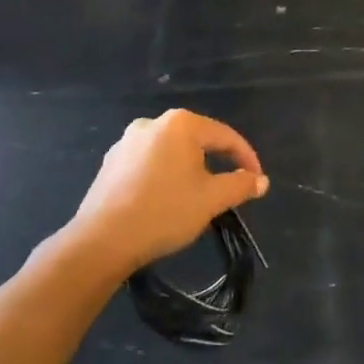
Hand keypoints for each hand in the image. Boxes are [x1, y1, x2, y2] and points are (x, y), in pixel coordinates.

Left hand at [72, 110, 268, 274]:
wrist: (102, 241)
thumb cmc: (164, 212)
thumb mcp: (211, 200)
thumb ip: (240, 185)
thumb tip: (261, 181)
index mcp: (181, 124)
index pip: (225, 136)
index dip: (246, 158)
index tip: (257, 181)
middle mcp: (153, 123)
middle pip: (197, 140)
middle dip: (216, 162)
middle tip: (229, 188)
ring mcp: (127, 141)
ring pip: (171, 152)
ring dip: (188, 170)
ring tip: (197, 196)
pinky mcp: (110, 162)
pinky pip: (148, 163)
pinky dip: (163, 176)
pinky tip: (164, 199)